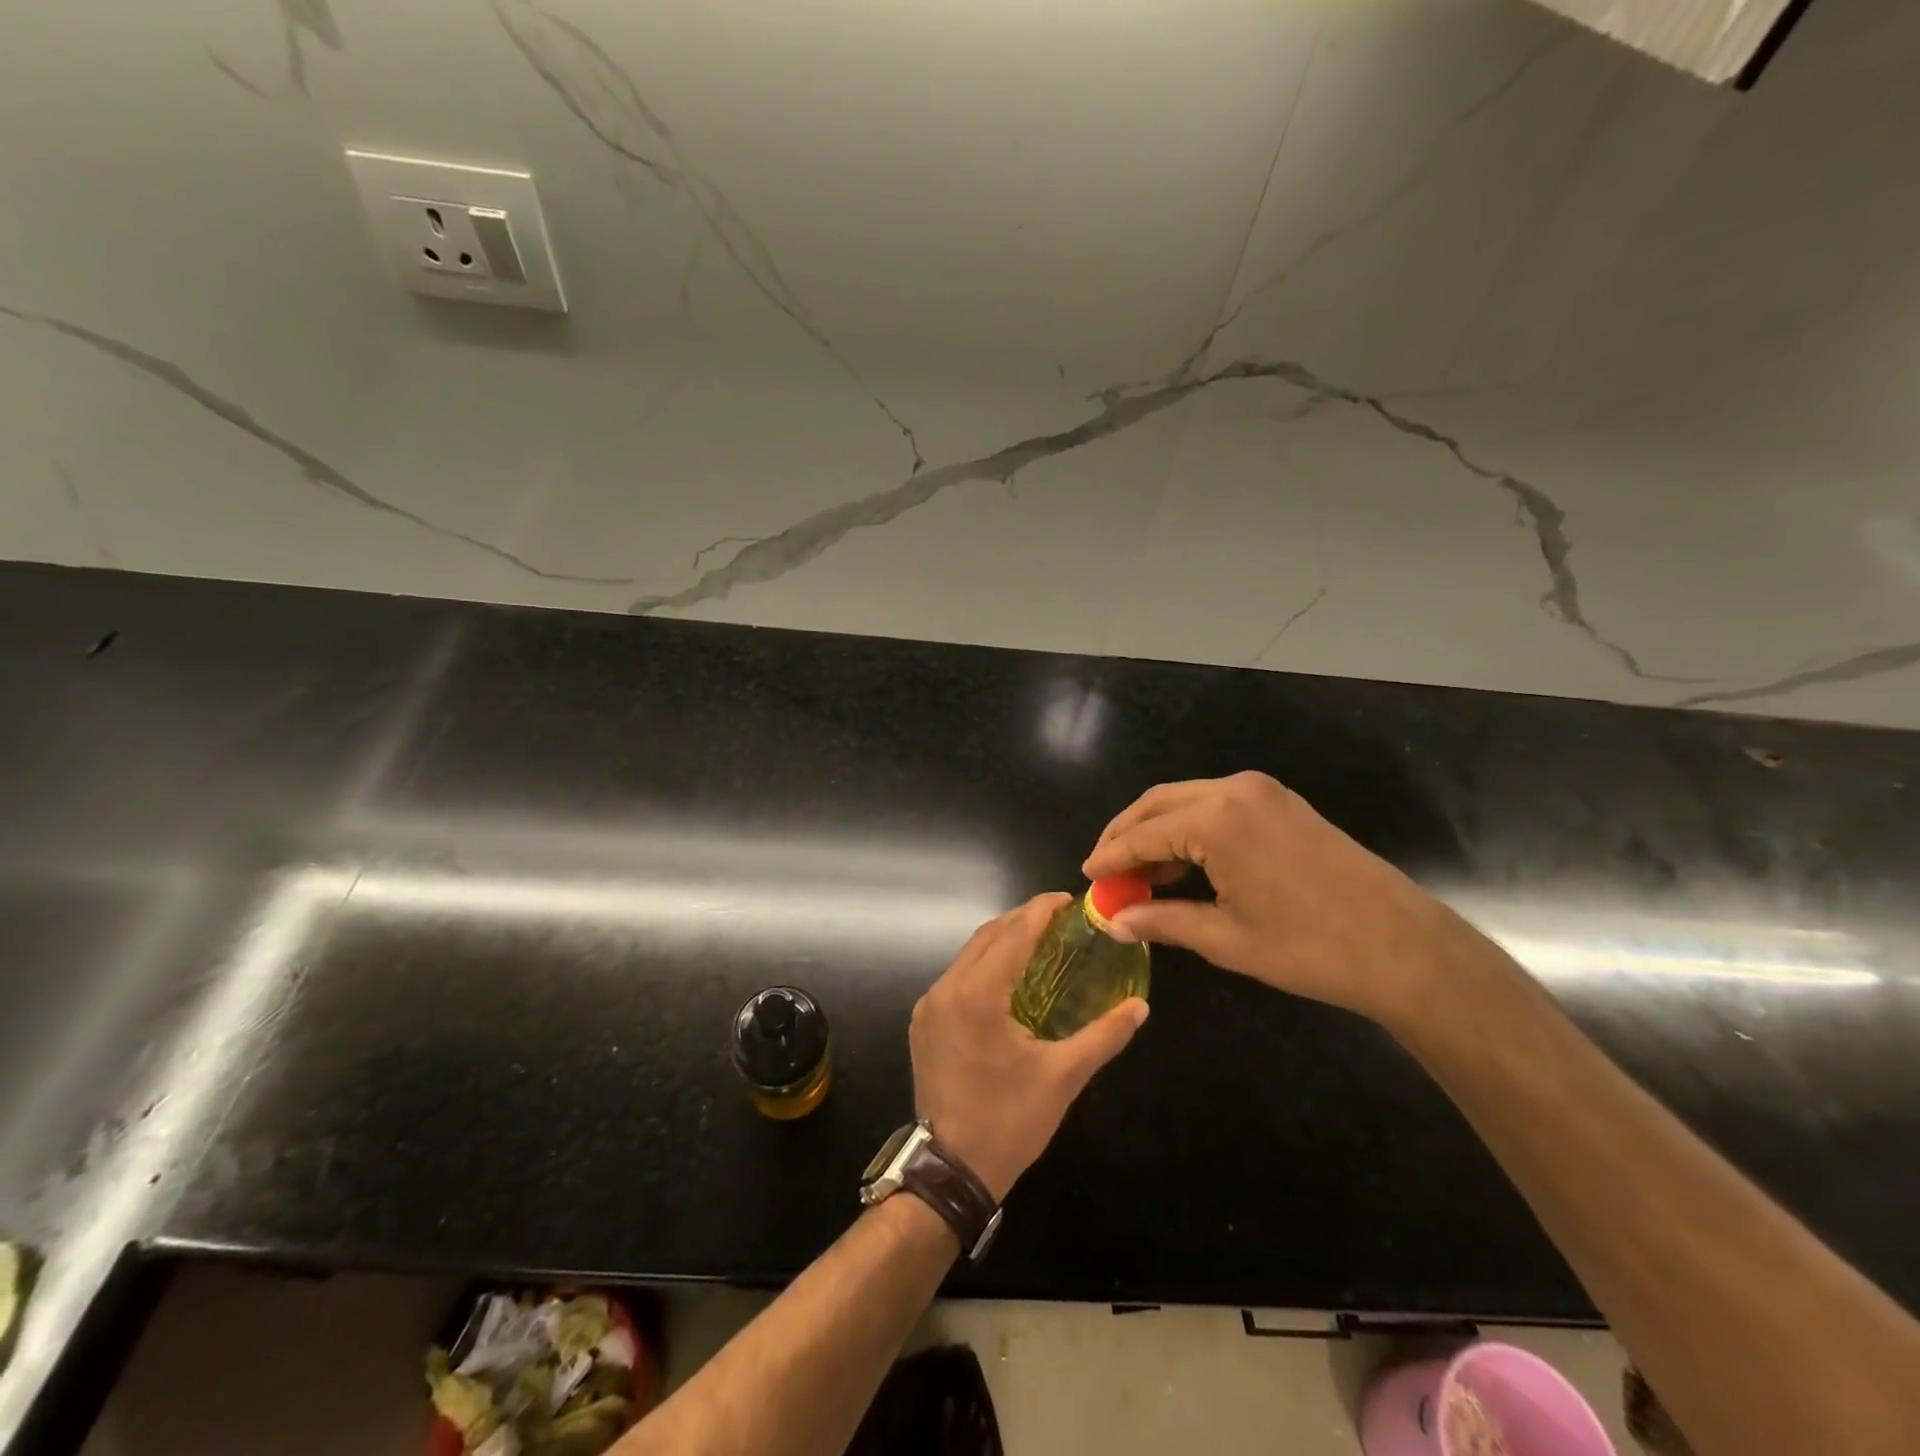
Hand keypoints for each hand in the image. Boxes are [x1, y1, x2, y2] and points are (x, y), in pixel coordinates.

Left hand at [910, 893, 1147, 1201]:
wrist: (950, 1170)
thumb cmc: (1009, 1121)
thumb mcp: (1063, 1077)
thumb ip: (1104, 1036)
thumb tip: (1140, 1007)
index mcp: (977, 995)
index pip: (1013, 934)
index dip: (1041, 910)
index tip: (1067, 899)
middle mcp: (946, 989)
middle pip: (988, 936)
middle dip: (1022, 920)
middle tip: (1059, 919)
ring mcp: (929, 1006)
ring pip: (968, 955)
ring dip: (1002, 940)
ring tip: (1039, 940)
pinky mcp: (923, 1022)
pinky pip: (956, 976)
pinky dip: (984, 965)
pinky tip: (1009, 976)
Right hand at [1082, 772, 1482, 1023]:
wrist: (1403, 947)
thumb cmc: (1309, 947)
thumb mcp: (1225, 938)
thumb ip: (1162, 920)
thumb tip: (1114, 921)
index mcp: (1216, 820)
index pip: (1143, 834)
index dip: (1110, 857)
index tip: (1086, 877)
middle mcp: (1234, 790)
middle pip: (1158, 804)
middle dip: (1126, 835)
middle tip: (1105, 871)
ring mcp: (1262, 792)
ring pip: (1185, 800)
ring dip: (1156, 831)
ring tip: (1138, 874)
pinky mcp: (1281, 802)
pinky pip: (1216, 804)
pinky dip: (1189, 828)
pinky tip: (1182, 864)